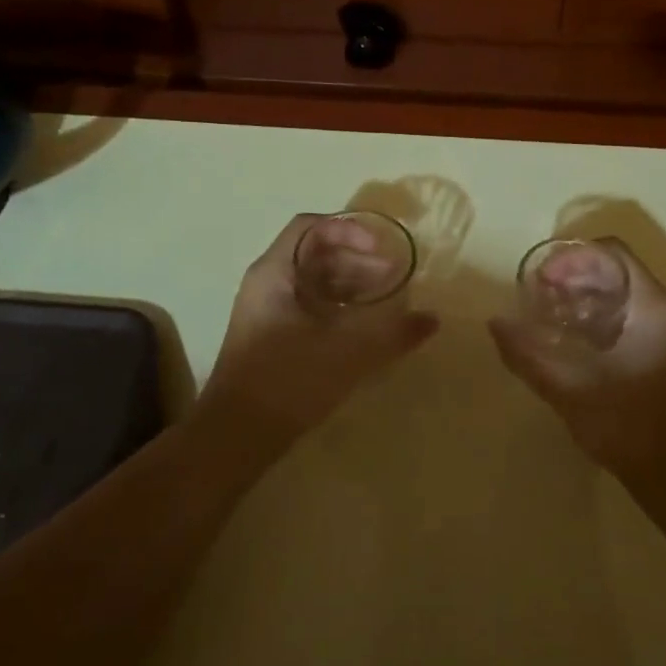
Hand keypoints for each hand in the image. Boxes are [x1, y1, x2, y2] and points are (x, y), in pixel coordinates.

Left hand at [195, 214, 438, 456]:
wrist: (234, 438)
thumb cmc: (287, 381)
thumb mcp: (346, 353)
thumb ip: (392, 333)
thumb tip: (431, 319)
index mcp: (275, 273)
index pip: (312, 227)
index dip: (350, 231)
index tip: (381, 251)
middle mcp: (267, 284)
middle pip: (315, 253)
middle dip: (358, 260)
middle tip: (394, 276)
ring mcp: (267, 311)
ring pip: (314, 282)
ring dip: (351, 284)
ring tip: (386, 300)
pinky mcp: (272, 337)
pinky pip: (310, 306)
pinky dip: (339, 307)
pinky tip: (364, 327)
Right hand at [489, 238, 665, 483]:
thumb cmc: (629, 426)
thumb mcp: (570, 388)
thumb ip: (528, 354)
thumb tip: (495, 323)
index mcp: (654, 307)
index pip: (613, 252)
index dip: (573, 256)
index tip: (543, 279)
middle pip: (618, 270)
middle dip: (575, 276)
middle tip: (539, 295)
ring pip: (624, 293)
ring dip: (585, 296)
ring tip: (549, 314)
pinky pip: (631, 316)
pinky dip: (600, 316)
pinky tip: (572, 339)